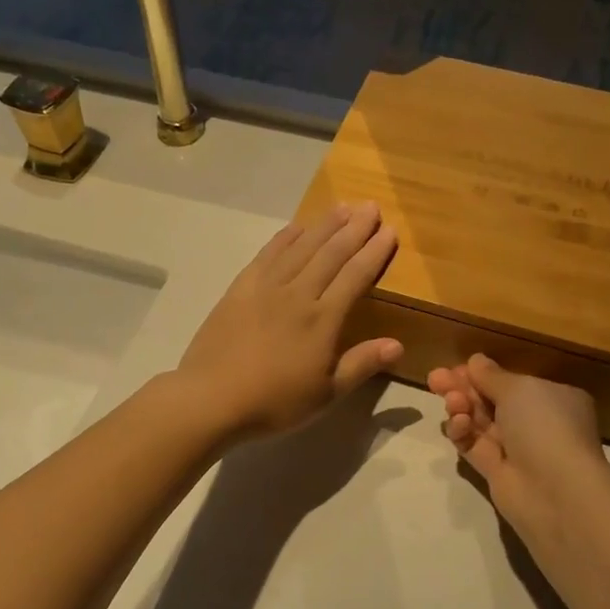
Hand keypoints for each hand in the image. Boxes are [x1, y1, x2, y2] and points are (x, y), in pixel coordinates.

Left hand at [177, 202, 402, 438]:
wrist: (211, 398)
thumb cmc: (274, 402)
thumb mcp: (325, 394)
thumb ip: (361, 365)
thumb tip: (398, 345)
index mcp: (322, 320)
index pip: (355, 277)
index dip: (374, 253)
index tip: (389, 231)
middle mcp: (297, 294)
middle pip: (330, 253)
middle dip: (354, 229)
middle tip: (372, 206)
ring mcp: (265, 287)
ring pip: (300, 247)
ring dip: (323, 225)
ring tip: (342, 207)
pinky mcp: (239, 289)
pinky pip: (267, 254)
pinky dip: (284, 238)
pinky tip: (295, 228)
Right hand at [428, 354, 608, 550]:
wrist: (555, 490)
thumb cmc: (544, 425)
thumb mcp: (519, 388)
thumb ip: (491, 375)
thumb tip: (475, 361)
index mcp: (552, 397)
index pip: (512, 382)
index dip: (483, 374)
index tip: (456, 368)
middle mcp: (535, 422)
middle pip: (490, 400)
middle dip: (463, 388)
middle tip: (435, 379)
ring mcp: (515, 448)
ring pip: (478, 422)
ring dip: (461, 408)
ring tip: (451, 402)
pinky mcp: (496, 470)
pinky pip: (472, 445)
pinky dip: (462, 432)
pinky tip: (457, 423)